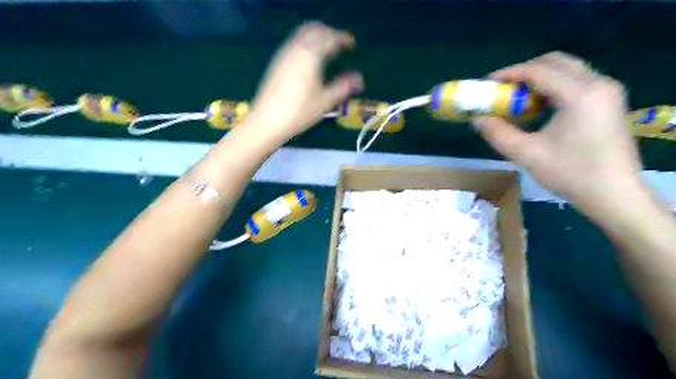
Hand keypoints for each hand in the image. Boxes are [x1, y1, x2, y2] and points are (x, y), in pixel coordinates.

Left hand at [247, 22, 363, 143]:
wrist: (267, 121)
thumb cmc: (299, 113)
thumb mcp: (325, 102)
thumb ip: (343, 87)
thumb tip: (359, 80)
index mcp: (311, 56)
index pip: (329, 38)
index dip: (343, 38)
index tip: (352, 44)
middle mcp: (296, 49)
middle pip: (314, 29)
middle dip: (329, 33)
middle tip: (340, 43)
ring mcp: (284, 54)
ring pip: (302, 33)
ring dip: (316, 35)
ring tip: (327, 48)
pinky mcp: (277, 62)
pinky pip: (294, 42)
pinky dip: (306, 42)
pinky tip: (310, 58)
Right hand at [471, 51, 640, 212]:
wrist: (614, 194)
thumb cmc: (570, 173)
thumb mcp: (526, 154)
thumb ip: (497, 133)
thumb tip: (476, 118)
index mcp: (579, 94)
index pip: (539, 70)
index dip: (509, 74)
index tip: (487, 84)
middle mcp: (598, 84)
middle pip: (556, 62)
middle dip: (524, 72)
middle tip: (503, 89)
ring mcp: (608, 92)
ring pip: (568, 70)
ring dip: (539, 79)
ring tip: (518, 99)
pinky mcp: (609, 102)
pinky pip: (577, 82)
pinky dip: (553, 87)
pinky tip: (540, 108)